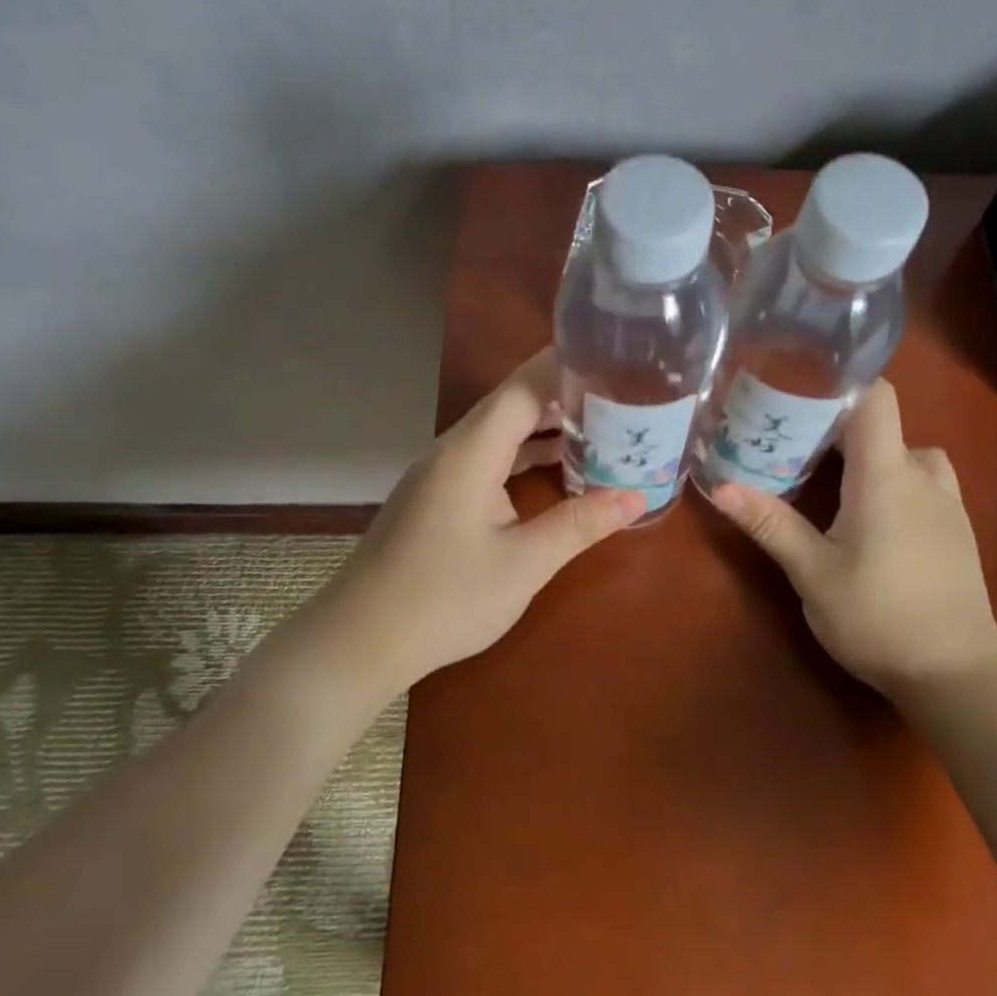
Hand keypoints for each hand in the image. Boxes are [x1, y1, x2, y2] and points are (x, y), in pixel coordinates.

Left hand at [289, 349, 644, 702]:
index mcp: (471, 452)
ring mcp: (440, 473)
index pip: (523, 387)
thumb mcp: (523, 564)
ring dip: (545, 427)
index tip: (612, 355)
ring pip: (499, 433)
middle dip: (564, 394)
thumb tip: (637, 496)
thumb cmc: (444, 600)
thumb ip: (579, 524)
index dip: (566, 366)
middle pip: (512, 404)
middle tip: (620, 393)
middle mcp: (452, 450)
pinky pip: (488, 459)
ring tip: (601, 424)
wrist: (359, 640)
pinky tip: (556, 468)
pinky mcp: (437, 497)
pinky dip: (524, 456)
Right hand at [712, 380, 996, 694]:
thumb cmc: (878, 617)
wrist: (956, 673)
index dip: (841, 383)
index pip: (875, 398)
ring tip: (833, 480)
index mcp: (885, 476)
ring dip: (872, 456)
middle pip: (884, 425)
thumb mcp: (813, 574)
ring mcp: (947, 502)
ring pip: (907, 454)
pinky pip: (924, 482)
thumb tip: (719, 487)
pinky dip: (894, 480)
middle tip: (792, 443)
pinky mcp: (957, 529)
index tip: (798, 388)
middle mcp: (921, 476)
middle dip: (837, 428)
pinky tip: (870, 517)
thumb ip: (770, 524)